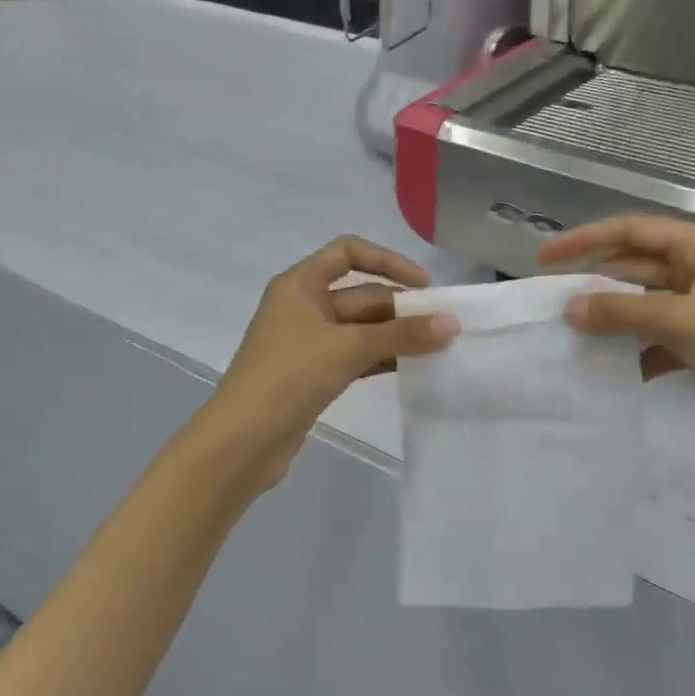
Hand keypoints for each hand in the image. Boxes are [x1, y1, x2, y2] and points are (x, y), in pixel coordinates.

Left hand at [202, 237, 457, 485]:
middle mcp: (303, 307)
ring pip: (361, 330)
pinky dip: (382, 359)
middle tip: (445, 325)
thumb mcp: (347, 349)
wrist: (243, 442)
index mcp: (299, 285)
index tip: (424, 286)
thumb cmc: (288, 377)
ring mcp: (308, 343)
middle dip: (401, 308)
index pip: (348, 253)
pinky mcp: (314, 375)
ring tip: (438, 348)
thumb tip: (452, 324)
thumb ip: (401, 335)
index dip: (388, 261)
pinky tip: (413, 368)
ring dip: (396, 336)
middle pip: (361, 295)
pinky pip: (356, 357)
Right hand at [540, 215, 694, 454]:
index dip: (585, 241)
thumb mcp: (683, 322)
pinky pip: (662, 337)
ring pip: (647, 305)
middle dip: (598, 285)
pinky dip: (639, 351)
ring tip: (575, 338)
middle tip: (554, 304)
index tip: (545, 259)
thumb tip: (571, 309)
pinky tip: (617, 371)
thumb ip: (623, 311)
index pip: (632, 231)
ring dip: (616, 321)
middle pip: (637, 268)